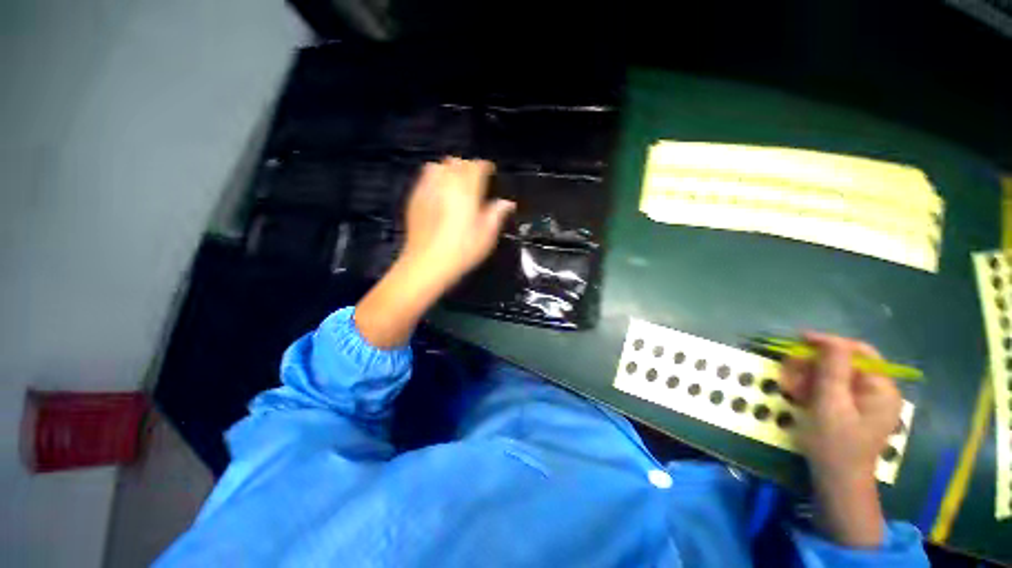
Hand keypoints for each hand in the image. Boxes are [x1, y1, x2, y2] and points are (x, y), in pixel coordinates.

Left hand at [401, 158, 514, 288]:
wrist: (427, 263)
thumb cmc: (462, 250)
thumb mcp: (486, 235)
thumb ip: (497, 214)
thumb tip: (507, 203)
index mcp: (467, 190)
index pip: (477, 166)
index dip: (485, 166)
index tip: (491, 172)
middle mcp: (446, 183)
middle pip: (456, 162)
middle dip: (467, 166)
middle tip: (474, 180)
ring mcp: (427, 189)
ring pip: (438, 166)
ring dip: (449, 170)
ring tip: (455, 183)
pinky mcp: (414, 198)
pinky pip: (424, 178)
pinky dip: (434, 179)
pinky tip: (439, 194)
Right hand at [780, 332, 901, 547]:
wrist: (836, 480)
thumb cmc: (834, 444)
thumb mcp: (830, 405)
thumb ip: (832, 370)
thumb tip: (828, 340)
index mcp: (881, 388)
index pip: (858, 352)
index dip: (828, 343)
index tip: (798, 340)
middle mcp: (877, 390)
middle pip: (843, 363)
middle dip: (812, 364)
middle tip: (787, 370)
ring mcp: (864, 401)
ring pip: (832, 374)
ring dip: (807, 376)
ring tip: (788, 386)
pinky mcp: (851, 409)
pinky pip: (830, 388)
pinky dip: (811, 387)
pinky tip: (796, 394)